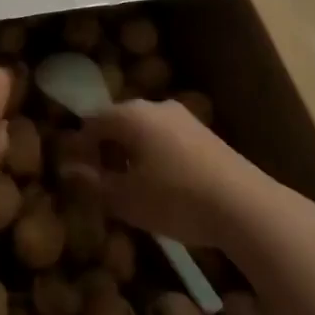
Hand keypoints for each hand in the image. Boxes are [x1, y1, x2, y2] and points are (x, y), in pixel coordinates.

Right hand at [63, 100, 273, 249]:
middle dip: (105, 150)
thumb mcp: (126, 198)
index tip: (76, 175)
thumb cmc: (175, 198)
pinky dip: (155, 157)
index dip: (79, 148)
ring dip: (131, 154)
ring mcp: (184, 119)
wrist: (246, 207)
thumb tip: (68, 172)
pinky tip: (161, 187)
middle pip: (119, 123)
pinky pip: (167, 140)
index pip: (92, 123)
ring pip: (145, 131)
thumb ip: (93, 183)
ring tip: (129, 187)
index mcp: (131, 114)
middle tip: (100, 182)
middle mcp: (156, 107)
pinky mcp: (206, 136)